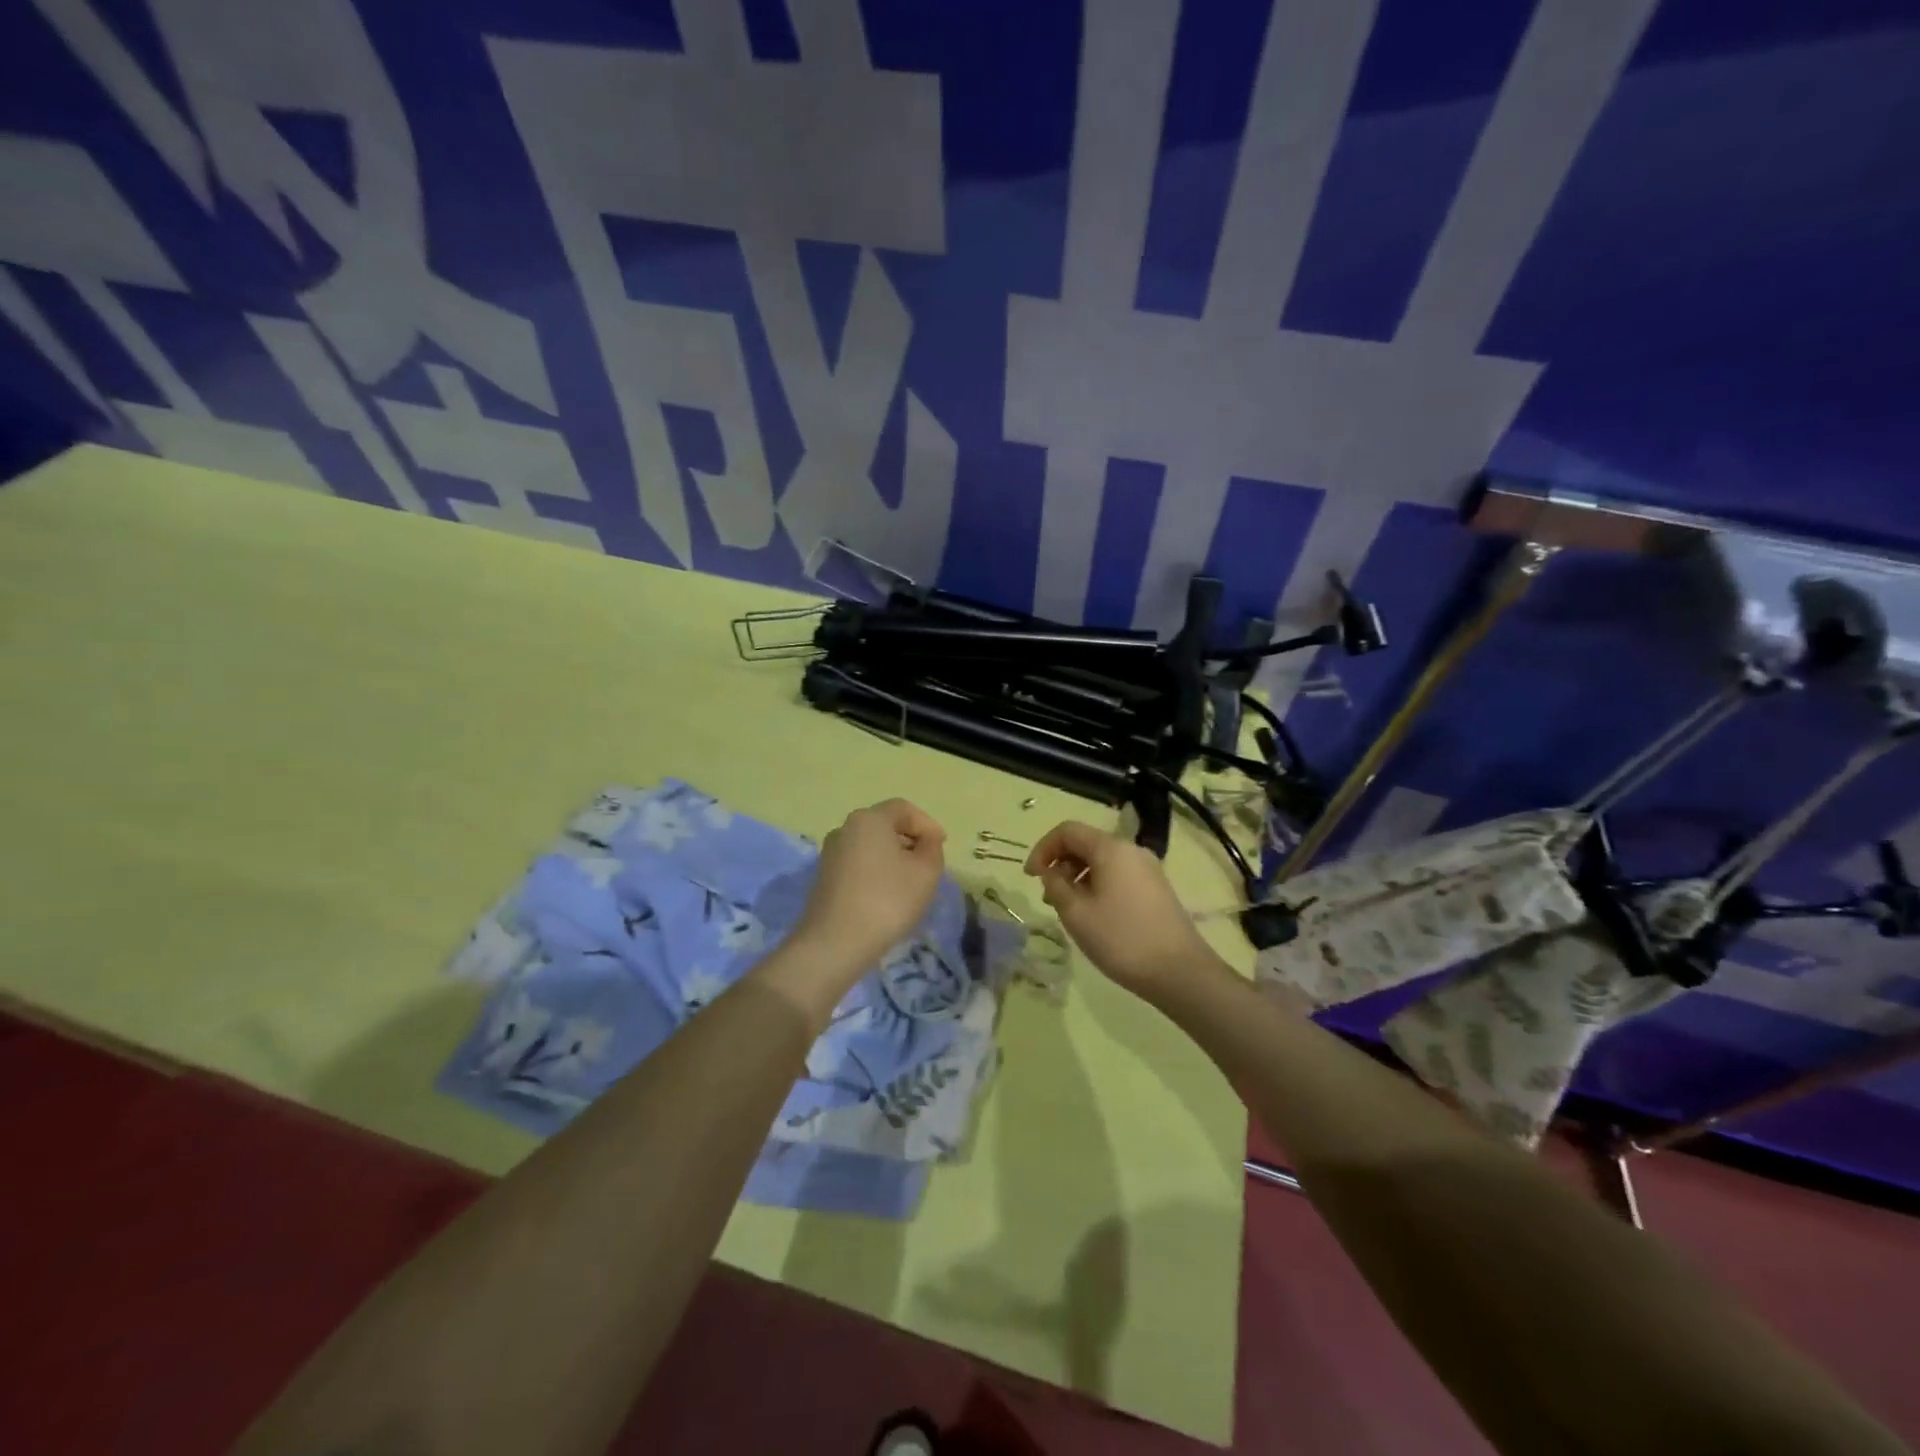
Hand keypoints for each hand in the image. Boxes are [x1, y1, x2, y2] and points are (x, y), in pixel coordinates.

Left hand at [792, 799, 947, 973]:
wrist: (835, 943)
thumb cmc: (887, 900)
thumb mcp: (926, 872)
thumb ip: (932, 848)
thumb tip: (925, 841)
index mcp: (869, 819)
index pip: (904, 809)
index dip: (927, 824)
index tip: (942, 845)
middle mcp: (845, 829)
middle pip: (885, 825)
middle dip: (910, 840)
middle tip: (929, 863)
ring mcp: (830, 854)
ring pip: (871, 846)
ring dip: (893, 857)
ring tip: (911, 882)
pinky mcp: (824, 878)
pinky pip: (858, 864)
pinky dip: (876, 871)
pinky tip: (887, 895)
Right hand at [1025, 821, 1219, 999]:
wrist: (1180, 972)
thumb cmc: (1121, 939)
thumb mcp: (1076, 914)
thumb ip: (1056, 886)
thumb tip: (1051, 873)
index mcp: (1111, 848)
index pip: (1067, 831)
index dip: (1043, 849)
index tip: (1030, 877)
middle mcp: (1131, 850)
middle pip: (1086, 843)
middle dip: (1060, 864)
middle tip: (1047, 897)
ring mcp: (1148, 869)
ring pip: (1102, 861)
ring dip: (1078, 878)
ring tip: (1068, 910)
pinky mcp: (1156, 889)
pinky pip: (1118, 876)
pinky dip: (1097, 886)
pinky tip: (1093, 916)